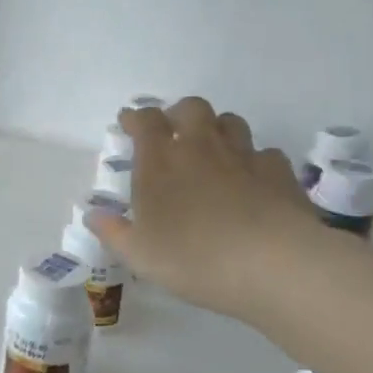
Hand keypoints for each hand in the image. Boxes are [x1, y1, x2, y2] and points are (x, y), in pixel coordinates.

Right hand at [86, 98, 322, 321]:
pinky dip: (255, 161)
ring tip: (212, 152)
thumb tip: (92, 215)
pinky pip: (265, 153)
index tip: (128, 123)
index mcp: (161, 161)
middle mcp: (201, 147)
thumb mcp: (139, 254)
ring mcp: (244, 156)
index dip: (135, 117)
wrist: (272, 264)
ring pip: (230, 122)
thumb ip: (113, 232)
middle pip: (191, 108)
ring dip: (217, 130)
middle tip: (173, 133)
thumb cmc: (193, 258)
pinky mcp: (279, 172)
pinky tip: (252, 181)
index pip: (145, 121)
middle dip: (179, 114)